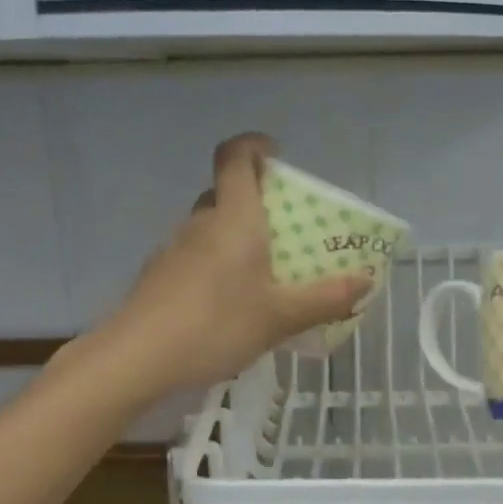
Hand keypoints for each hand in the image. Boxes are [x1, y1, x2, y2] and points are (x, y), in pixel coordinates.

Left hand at [101, 134, 371, 393]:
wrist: (137, 358)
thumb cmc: (216, 323)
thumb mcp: (281, 316)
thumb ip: (325, 298)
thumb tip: (365, 281)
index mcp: (234, 217)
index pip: (235, 156)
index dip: (254, 145)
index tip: (276, 155)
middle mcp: (201, 222)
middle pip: (224, 192)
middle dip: (253, 200)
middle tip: (283, 229)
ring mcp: (173, 248)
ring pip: (208, 227)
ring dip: (233, 236)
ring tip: (261, 273)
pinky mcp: (158, 276)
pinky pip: (194, 255)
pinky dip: (214, 264)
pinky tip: (227, 304)